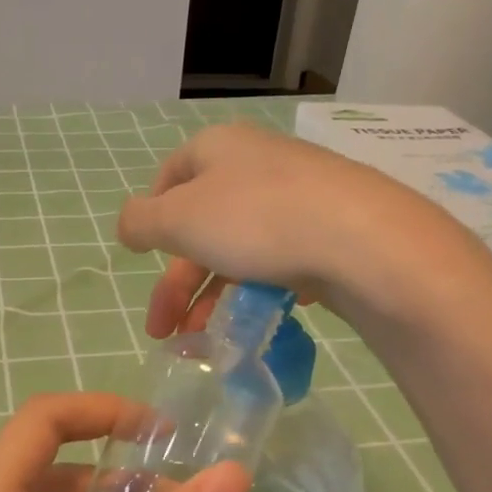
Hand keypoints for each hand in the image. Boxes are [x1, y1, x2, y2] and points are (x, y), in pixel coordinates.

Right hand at [115, 121, 455, 336]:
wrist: (363, 241)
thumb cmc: (257, 221)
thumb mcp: (179, 220)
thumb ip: (140, 222)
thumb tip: (129, 225)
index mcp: (218, 149)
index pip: (170, 176)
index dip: (152, 219)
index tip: (145, 259)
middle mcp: (257, 163)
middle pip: (202, 224)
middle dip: (177, 283)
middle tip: (164, 330)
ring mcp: (299, 195)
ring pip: (241, 248)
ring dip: (213, 297)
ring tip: (204, 342)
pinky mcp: (331, 229)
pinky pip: (281, 259)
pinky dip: (260, 290)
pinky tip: (257, 319)